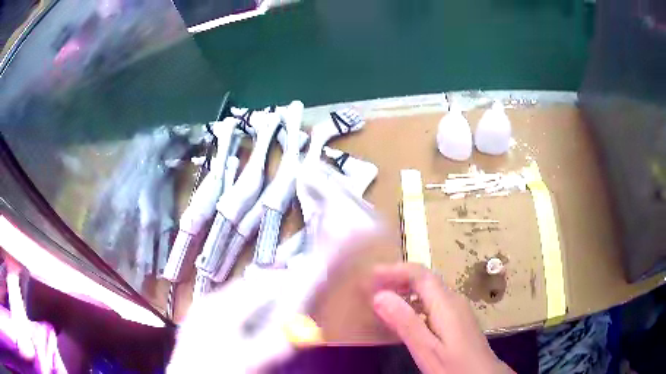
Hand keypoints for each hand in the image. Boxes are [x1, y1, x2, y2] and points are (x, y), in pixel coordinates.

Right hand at [372, 263, 513, 373]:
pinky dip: (413, 302)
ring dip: (405, 289)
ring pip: (428, 290)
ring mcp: (457, 309)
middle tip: (371, 286)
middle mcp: (453, 300)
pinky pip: (432, 302)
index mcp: (446, 303)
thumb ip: (405, 323)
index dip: (395, 270)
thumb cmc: (455, 366)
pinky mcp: (457, 320)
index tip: (370, 274)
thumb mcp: (427, 349)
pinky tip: (403, 316)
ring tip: (382, 298)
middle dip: (397, 278)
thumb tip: (379, 295)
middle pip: (425, 279)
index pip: (420, 274)